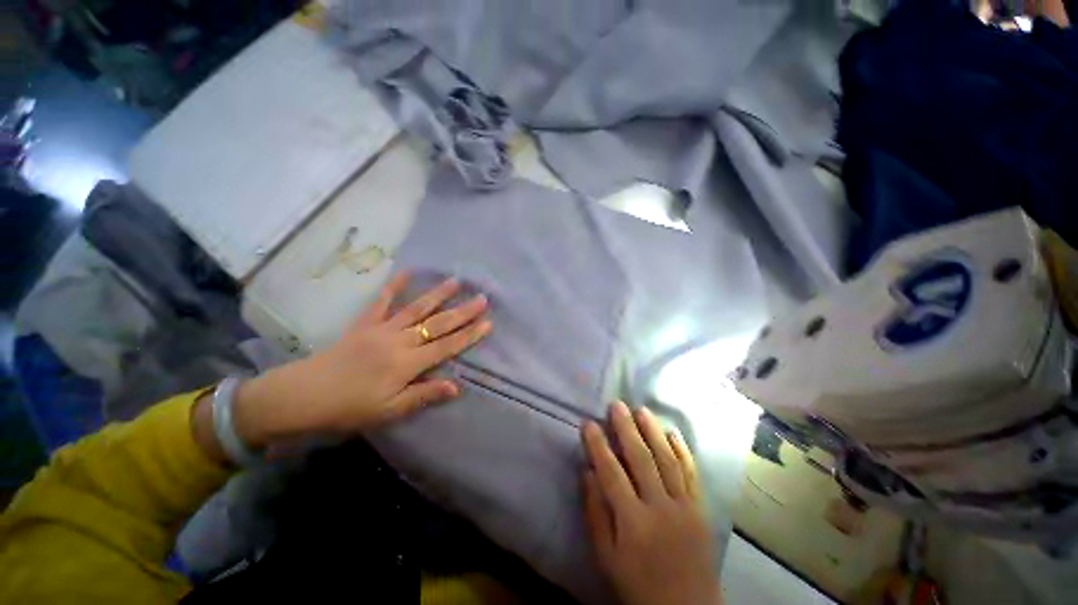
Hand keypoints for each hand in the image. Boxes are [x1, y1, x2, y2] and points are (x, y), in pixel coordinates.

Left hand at [231, 272, 491, 447]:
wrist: (301, 396)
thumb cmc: (349, 408)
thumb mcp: (389, 411)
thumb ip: (424, 394)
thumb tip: (457, 386)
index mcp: (407, 364)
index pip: (447, 346)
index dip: (469, 335)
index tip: (488, 323)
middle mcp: (399, 341)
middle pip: (438, 324)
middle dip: (463, 312)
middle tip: (482, 299)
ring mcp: (382, 329)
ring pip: (417, 309)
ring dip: (438, 295)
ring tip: (455, 281)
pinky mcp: (365, 323)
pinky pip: (381, 301)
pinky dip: (394, 285)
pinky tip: (406, 271)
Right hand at [582, 402, 722, 604]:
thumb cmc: (638, 584)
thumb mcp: (606, 557)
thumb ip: (595, 513)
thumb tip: (587, 472)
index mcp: (632, 522)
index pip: (611, 473)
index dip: (598, 445)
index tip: (588, 423)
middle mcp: (659, 508)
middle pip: (641, 459)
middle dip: (626, 428)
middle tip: (616, 405)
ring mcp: (683, 507)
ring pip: (667, 460)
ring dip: (653, 432)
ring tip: (641, 410)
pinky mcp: (699, 509)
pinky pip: (691, 474)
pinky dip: (682, 451)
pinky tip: (673, 433)